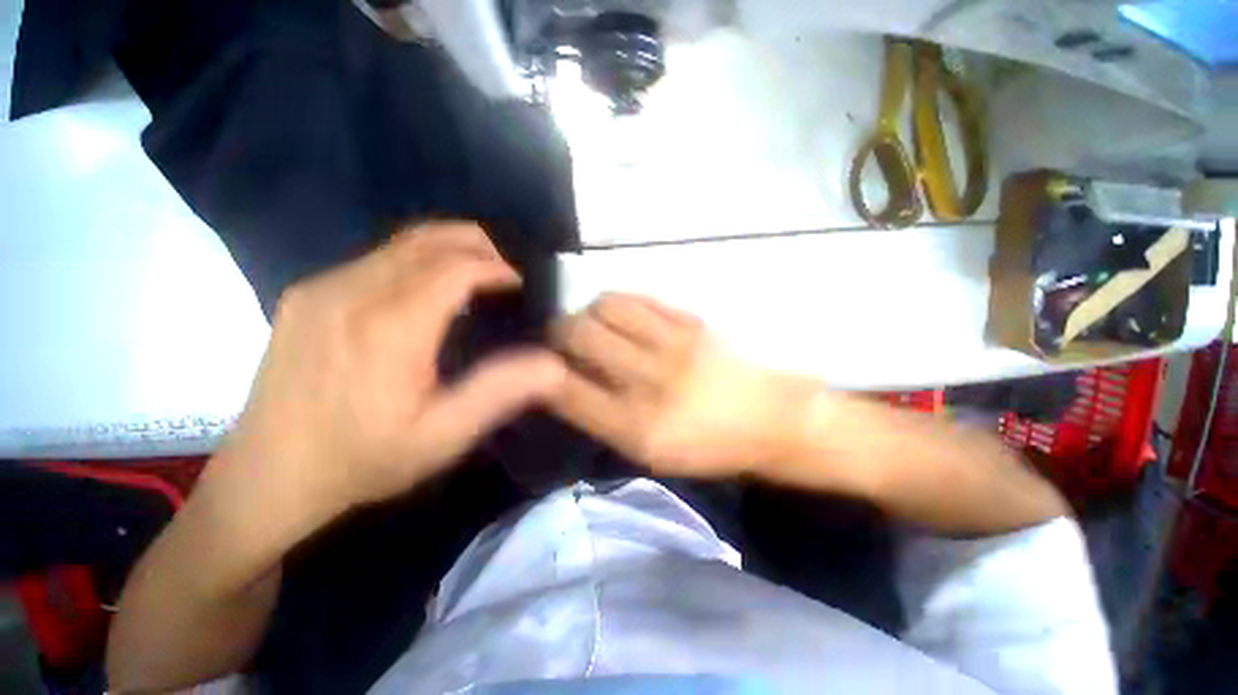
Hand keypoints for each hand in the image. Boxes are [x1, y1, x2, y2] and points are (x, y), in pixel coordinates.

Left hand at [218, 222, 565, 524]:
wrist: (268, 478)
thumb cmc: (363, 460)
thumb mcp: (444, 436)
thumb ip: (500, 392)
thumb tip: (554, 365)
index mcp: (390, 327)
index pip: (454, 268)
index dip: (495, 267)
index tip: (519, 282)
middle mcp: (352, 292)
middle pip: (426, 241)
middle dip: (475, 244)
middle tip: (504, 269)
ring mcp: (321, 288)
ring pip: (399, 244)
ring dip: (446, 249)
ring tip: (475, 274)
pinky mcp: (305, 294)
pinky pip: (373, 258)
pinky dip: (414, 260)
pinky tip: (426, 291)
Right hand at [550, 294, 819, 477]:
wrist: (770, 418)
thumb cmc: (708, 446)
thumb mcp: (651, 454)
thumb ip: (603, 419)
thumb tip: (565, 382)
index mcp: (636, 428)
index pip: (565, 389)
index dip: (543, 372)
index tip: (542, 366)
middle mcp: (649, 382)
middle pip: (580, 335)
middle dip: (560, 333)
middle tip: (566, 340)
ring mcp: (673, 345)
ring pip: (606, 306)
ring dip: (589, 312)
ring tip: (595, 325)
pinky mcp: (692, 322)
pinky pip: (639, 298)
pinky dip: (619, 303)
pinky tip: (622, 316)